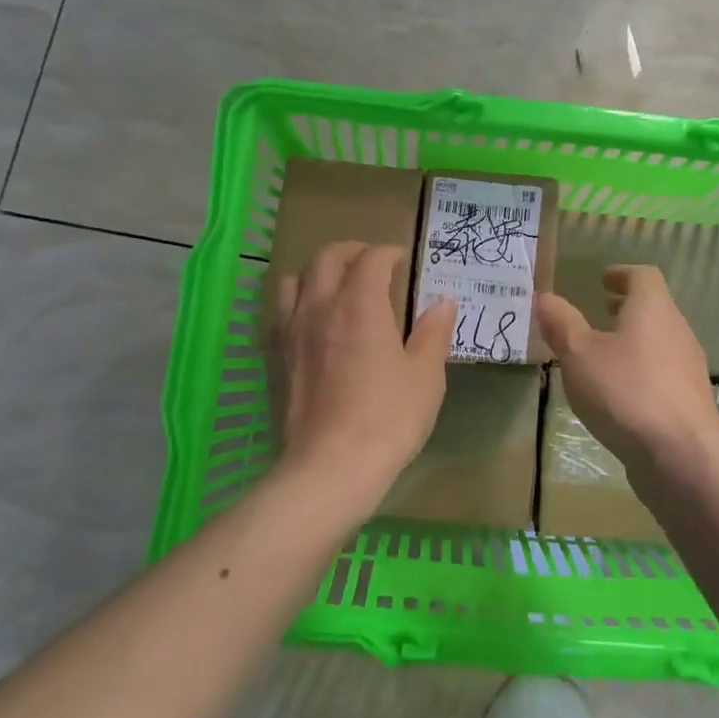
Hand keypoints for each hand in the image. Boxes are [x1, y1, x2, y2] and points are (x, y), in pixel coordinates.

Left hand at [271, 242, 454, 507]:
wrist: (331, 466)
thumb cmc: (388, 417)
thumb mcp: (426, 375)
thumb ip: (434, 332)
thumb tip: (442, 302)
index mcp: (360, 304)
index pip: (371, 259)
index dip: (388, 253)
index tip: (402, 260)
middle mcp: (320, 306)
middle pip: (326, 257)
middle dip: (351, 251)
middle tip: (371, 261)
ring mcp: (291, 331)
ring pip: (295, 279)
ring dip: (317, 272)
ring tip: (336, 285)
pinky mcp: (275, 357)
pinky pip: (279, 312)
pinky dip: (297, 302)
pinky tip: (310, 321)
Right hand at [537, 266, 718, 471]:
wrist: (680, 456)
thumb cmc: (625, 392)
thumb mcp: (579, 355)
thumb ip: (561, 323)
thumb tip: (545, 297)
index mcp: (653, 309)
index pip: (643, 276)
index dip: (622, 274)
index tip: (602, 280)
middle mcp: (677, 331)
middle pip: (654, 307)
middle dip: (626, 307)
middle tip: (600, 310)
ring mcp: (688, 367)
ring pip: (659, 340)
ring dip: (634, 339)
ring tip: (604, 353)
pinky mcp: (690, 401)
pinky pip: (663, 372)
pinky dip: (642, 369)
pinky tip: (620, 392)